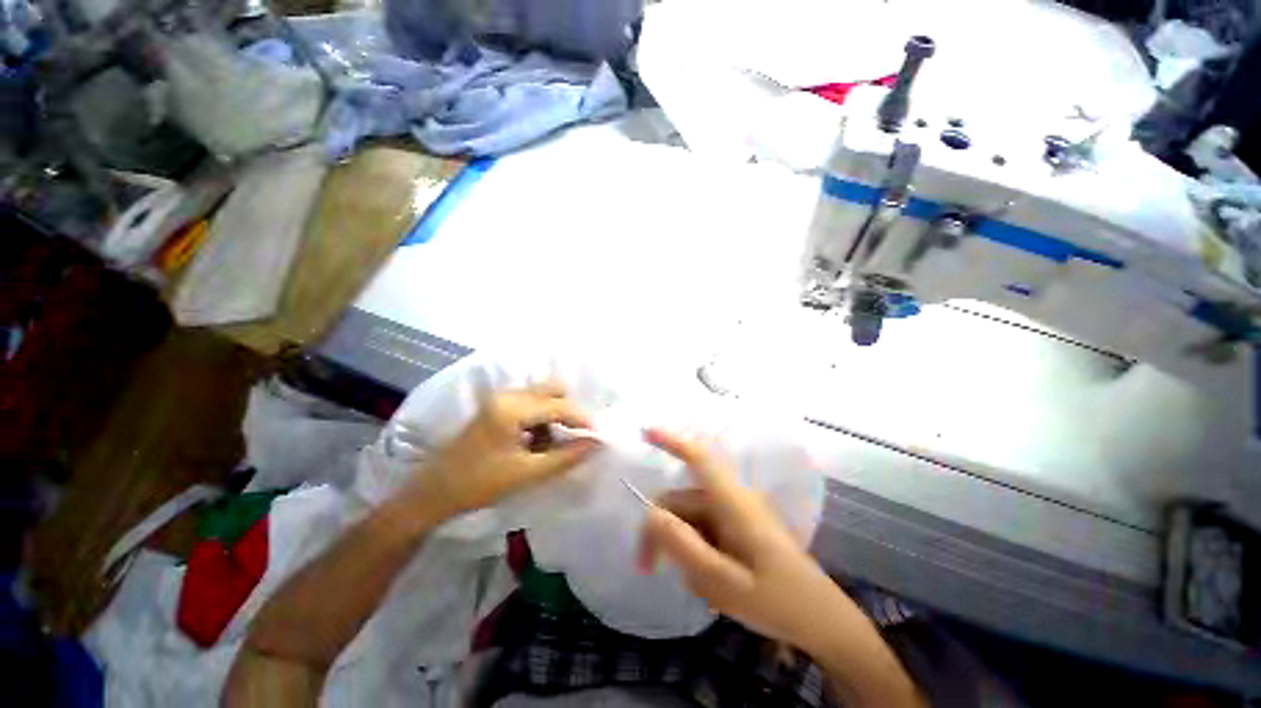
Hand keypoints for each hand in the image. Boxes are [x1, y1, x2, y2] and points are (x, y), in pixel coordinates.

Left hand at [407, 384, 600, 516]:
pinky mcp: (497, 407)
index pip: (560, 406)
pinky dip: (541, 421)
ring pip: (542, 397)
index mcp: (513, 408)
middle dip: (569, 413)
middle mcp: (508, 395)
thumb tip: (595, 443)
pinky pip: (530, 405)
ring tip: (553, 447)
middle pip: (552, 391)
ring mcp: (500, 399)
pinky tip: (536, 444)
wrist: (433, 492)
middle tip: (577, 437)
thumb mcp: (527, 473)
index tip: (598, 436)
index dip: (582, 419)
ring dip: (554, 417)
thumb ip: (565, 456)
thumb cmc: (479, 484)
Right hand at [637, 429, 847, 653]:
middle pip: (681, 499)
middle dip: (660, 528)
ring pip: (689, 518)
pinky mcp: (735, 528)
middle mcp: (730, 500)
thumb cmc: (778, 601)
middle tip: (646, 566)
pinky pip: (702, 530)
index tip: (645, 432)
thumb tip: (651, 515)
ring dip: (678, 545)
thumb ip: (684, 547)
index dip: (672, 441)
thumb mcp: (724, 583)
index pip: (699, 457)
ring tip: (691, 584)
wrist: (820, 620)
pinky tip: (704, 580)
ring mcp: (733, 514)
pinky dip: (693, 551)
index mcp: (732, 502)